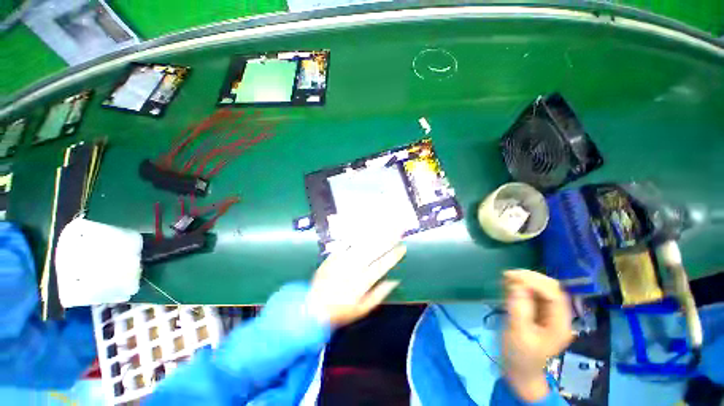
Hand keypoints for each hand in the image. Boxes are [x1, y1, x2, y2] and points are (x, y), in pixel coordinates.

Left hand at [307, 237, 405, 327]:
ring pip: (362, 244)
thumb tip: (394, 281)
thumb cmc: (340, 311)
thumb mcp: (362, 310)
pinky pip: (347, 243)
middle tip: (398, 229)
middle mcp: (355, 268)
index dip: (393, 256)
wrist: (313, 307)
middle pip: (374, 250)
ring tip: (385, 225)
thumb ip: (379, 295)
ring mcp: (343, 260)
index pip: (382, 265)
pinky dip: (357, 236)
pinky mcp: (334, 256)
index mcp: (363, 281)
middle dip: (387, 239)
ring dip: (375, 234)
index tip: (403, 248)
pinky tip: (364, 228)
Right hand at [503, 270, 572, 401]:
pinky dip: (520, 286)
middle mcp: (557, 315)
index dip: (535, 282)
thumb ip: (519, 309)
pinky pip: (531, 293)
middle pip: (550, 288)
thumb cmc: (519, 355)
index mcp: (559, 324)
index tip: (512, 276)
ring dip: (524, 280)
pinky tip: (508, 285)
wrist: (518, 370)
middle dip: (530, 278)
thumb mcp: (518, 333)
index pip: (554, 294)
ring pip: (540, 288)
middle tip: (507, 275)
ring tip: (505, 279)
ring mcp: (548, 313)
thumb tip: (517, 284)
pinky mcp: (537, 312)